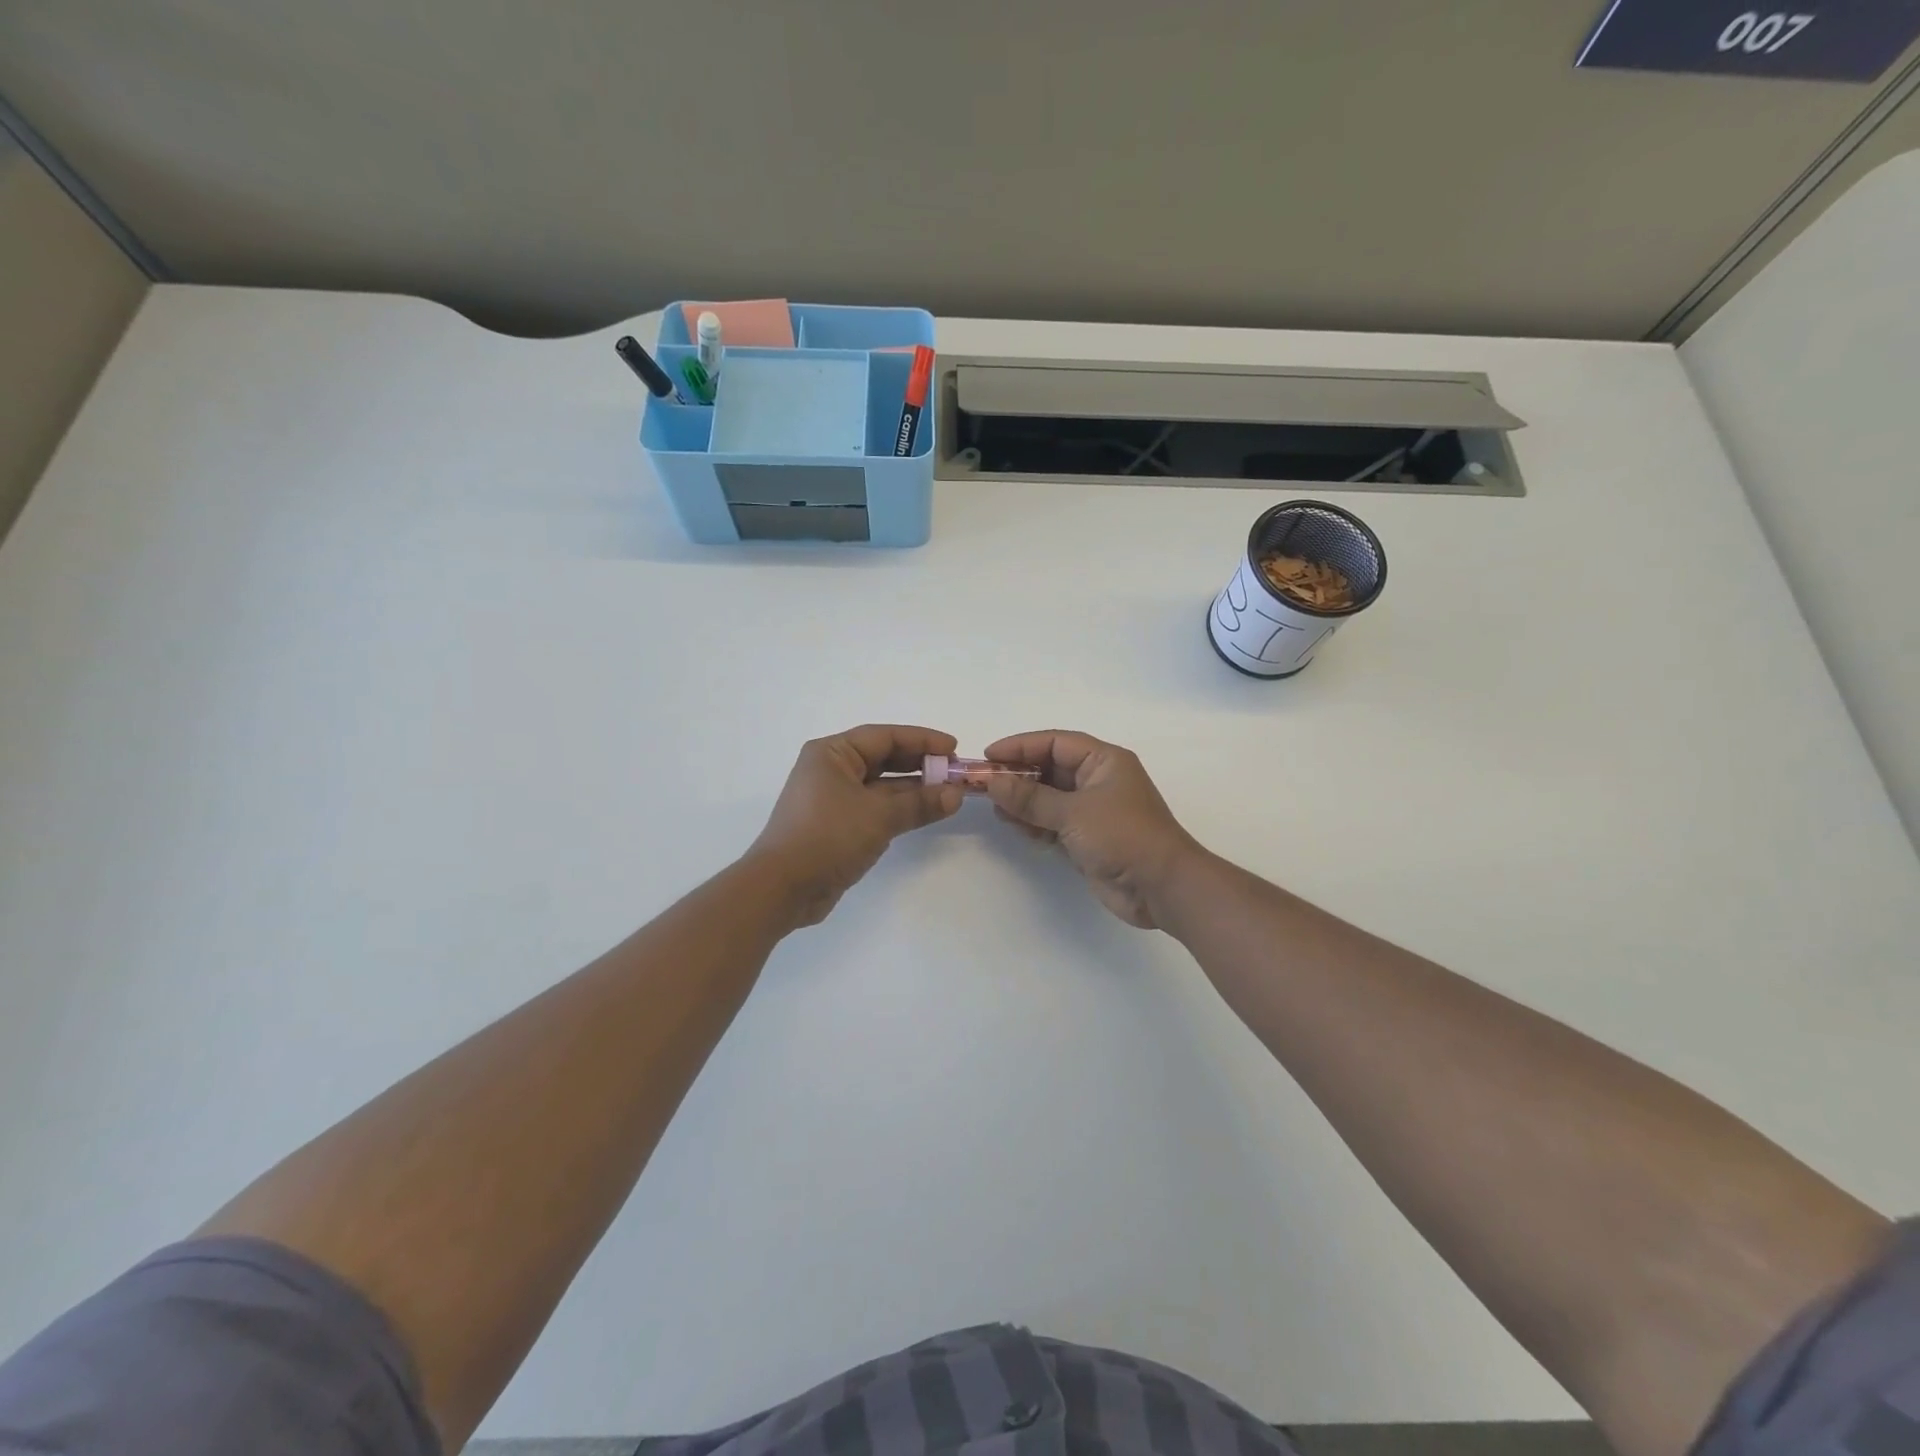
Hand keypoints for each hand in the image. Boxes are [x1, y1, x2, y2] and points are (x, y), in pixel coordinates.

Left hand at [746, 725, 963, 926]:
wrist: (782, 888)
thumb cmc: (827, 837)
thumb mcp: (878, 816)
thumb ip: (920, 802)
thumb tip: (956, 794)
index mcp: (832, 753)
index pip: (884, 736)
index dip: (922, 739)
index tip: (954, 747)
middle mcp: (831, 769)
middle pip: (883, 758)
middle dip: (920, 764)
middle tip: (955, 771)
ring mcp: (833, 799)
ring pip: (881, 785)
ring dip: (914, 789)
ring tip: (949, 793)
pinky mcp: (838, 825)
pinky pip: (875, 807)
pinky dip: (900, 808)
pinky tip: (926, 812)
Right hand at [983, 730, 1202, 928]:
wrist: (1161, 887)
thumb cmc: (1123, 836)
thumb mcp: (1073, 813)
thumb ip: (1030, 798)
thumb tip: (992, 782)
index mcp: (1104, 760)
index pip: (1054, 742)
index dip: (1020, 746)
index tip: (988, 757)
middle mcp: (1098, 779)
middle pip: (1049, 768)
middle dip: (1018, 776)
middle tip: (984, 785)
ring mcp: (1093, 810)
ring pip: (1049, 796)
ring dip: (1022, 801)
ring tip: (996, 809)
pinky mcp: (1088, 837)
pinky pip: (1053, 821)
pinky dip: (1034, 822)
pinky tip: (1015, 827)